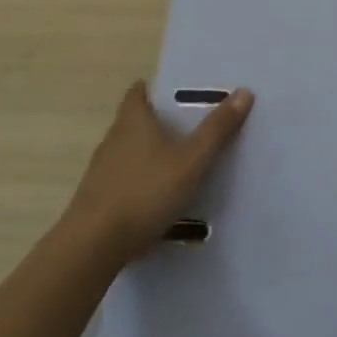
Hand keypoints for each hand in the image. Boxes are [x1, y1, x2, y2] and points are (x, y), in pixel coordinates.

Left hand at [68, 81, 252, 262]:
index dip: (155, 89)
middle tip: (191, 127)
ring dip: (151, 154)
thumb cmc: (145, 192)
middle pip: (136, 121)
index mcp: (133, 121)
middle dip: (160, 122)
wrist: (92, 247)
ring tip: (181, 164)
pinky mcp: (97, 199)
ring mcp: (101, 170)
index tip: (179, 93)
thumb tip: (244, 91)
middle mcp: (113, 139)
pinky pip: (124, 180)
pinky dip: (141, 182)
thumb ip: (217, 130)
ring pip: (130, 152)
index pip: (138, 92)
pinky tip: (159, 199)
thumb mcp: (191, 161)